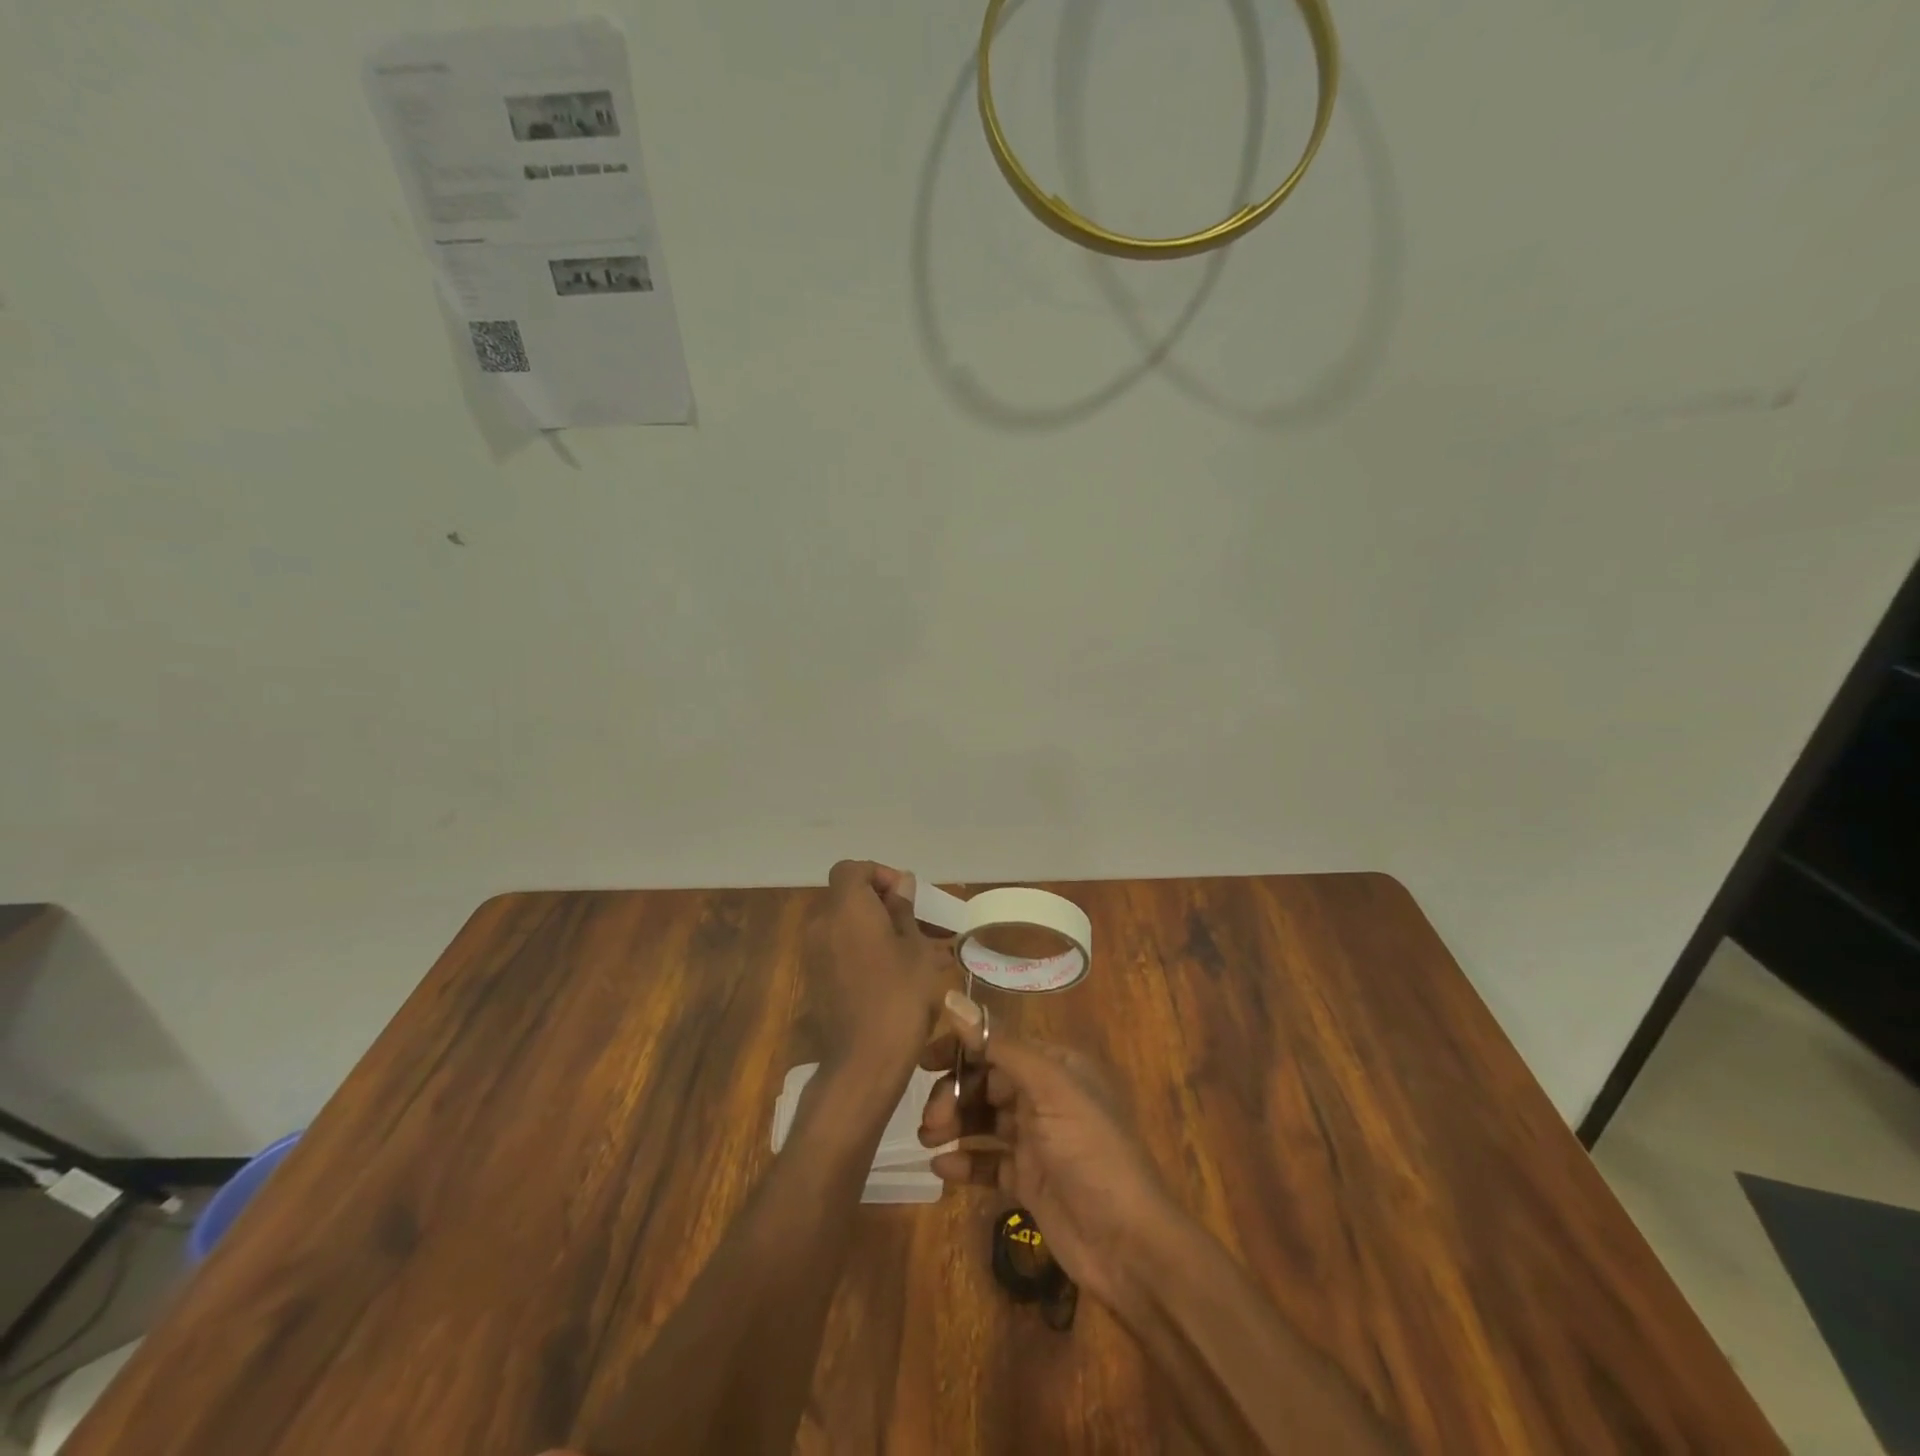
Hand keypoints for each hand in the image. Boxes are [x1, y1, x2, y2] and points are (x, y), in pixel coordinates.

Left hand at [804, 860, 954, 1079]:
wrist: (864, 1062)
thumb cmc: (899, 996)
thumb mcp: (915, 949)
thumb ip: (903, 910)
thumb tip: (901, 884)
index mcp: (846, 908)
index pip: (852, 869)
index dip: (879, 875)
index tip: (906, 897)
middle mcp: (822, 924)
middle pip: (847, 896)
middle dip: (880, 903)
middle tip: (915, 924)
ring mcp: (814, 955)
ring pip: (844, 925)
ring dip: (873, 928)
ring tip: (910, 951)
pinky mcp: (815, 981)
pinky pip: (839, 950)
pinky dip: (862, 950)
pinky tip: (891, 974)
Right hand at [917, 995, 1180, 1312]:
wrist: (1128, 1245)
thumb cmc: (1091, 1151)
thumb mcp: (1049, 1088)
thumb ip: (999, 1045)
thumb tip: (951, 997)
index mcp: (1056, 1065)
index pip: (999, 1044)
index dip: (962, 1048)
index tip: (925, 1061)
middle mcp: (1046, 1096)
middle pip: (987, 1082)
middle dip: (955, 1094)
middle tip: (931, 1120)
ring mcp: (1037, 1140)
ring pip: (984, 1120)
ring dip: (955, 1125)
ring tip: (928, 1141)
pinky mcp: (1029, 1180)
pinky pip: (988, 1162)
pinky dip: (965, 1163)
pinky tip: (941, 1170)